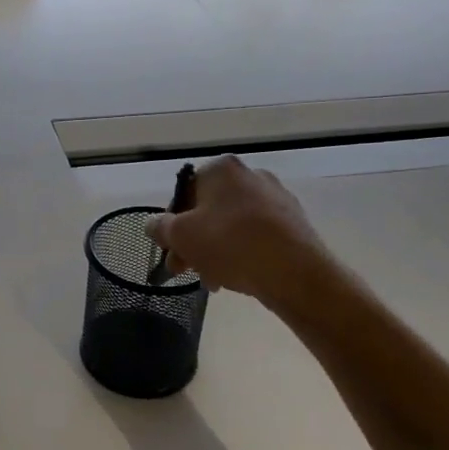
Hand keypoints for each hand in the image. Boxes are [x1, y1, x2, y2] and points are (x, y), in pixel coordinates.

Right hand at [148, 155, 328, 301]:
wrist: (295, 271)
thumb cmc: (230, 244)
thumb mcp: (181, 236)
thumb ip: (160, 227)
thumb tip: (153, 224)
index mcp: (222, 168)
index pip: (184, 192)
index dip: (171, 224)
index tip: (170, 251)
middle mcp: (250, 175)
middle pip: (208, 210)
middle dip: (193, 242)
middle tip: (186, 270)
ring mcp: (276, 197)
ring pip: (231, 225)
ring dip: (215, 251)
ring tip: (213, 281)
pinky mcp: (294, 222)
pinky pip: (256, 235)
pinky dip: (242, 253)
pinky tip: (238, 277)